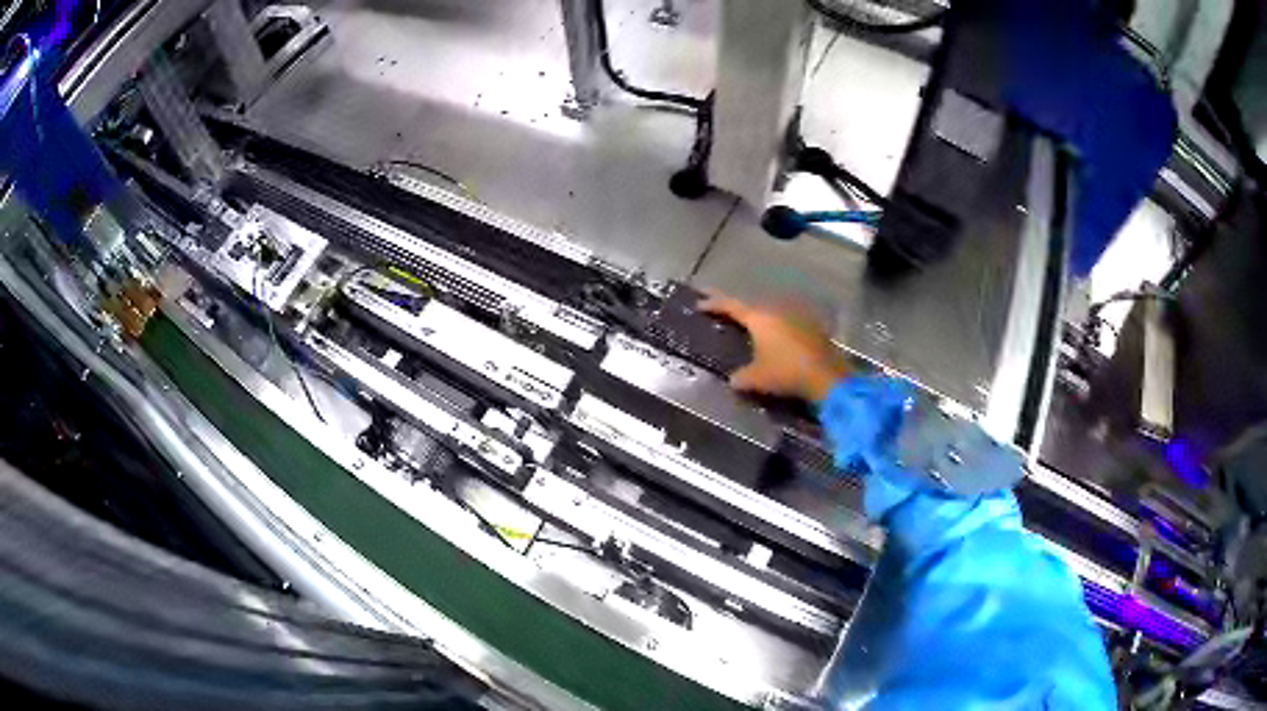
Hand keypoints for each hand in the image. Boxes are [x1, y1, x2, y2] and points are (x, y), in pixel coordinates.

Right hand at [699, 293, 850, 402]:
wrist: (827, 377)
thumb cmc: (786, 373)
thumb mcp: (756, 379)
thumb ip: (740, 378)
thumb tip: (732, 380)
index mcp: (760, 318)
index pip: (731, 306)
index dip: (715, 304)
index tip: (700, 303)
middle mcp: (778, 311)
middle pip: (754, 308)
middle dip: (740, 313)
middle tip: (727, 318)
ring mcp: (798, 317)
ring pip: (773, 316)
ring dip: (762, 323)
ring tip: (753, 333)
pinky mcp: (813, 328)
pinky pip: (789, 325)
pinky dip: (780, 333)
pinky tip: (779, 344)